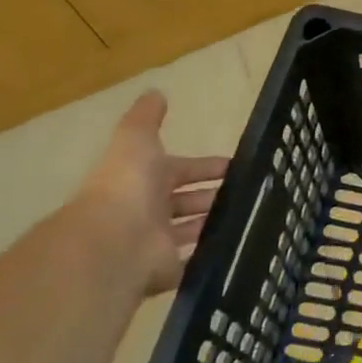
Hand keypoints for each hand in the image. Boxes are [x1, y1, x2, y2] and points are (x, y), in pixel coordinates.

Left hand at [75, 91, 230, 296]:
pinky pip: (190, 262)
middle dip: (212, 195)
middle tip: (247, 192)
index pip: (181, 169)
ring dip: (212, 223)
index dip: (206, 166)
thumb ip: (146, 118)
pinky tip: (235, 244)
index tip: (235, 165)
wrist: (113, 242)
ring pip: (190, 230)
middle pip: (186, 201)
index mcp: (144, 180)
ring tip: (248, 216)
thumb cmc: (127, 186)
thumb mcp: (136, 140)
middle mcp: (148, 211)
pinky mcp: (165, 271)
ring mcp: (155, 243)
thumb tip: (155, 92)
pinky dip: (207, 255)